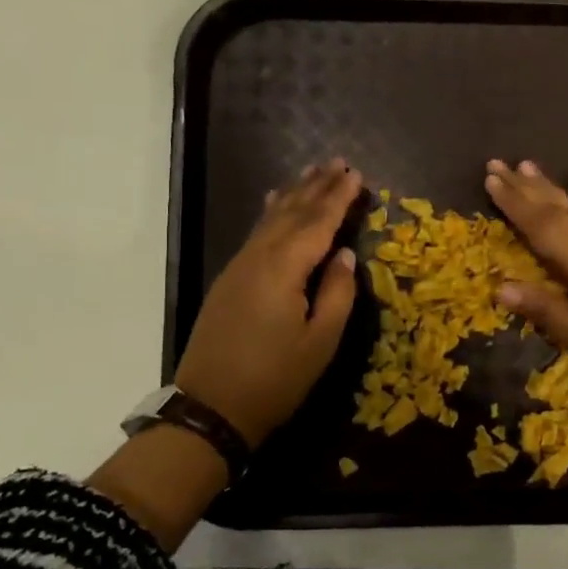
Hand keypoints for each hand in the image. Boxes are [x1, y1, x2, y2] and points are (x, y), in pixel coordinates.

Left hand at [174, 160, 362, 447]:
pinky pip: (257, 233)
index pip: (317, 223)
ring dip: (294, 194)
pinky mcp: (230, 280)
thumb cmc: (274, 378)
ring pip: (271, 219)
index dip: (338, 198)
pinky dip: (272, 213)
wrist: (211, 407)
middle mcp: (258, 257)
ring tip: (312, 172)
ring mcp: (239, 267)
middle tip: (338, 162)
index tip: (356, 174)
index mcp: (283, 269)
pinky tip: (275, 204)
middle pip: (292, 213)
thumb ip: (337, 293)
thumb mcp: (320, 341)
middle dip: (317, 186)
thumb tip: (344, 254)